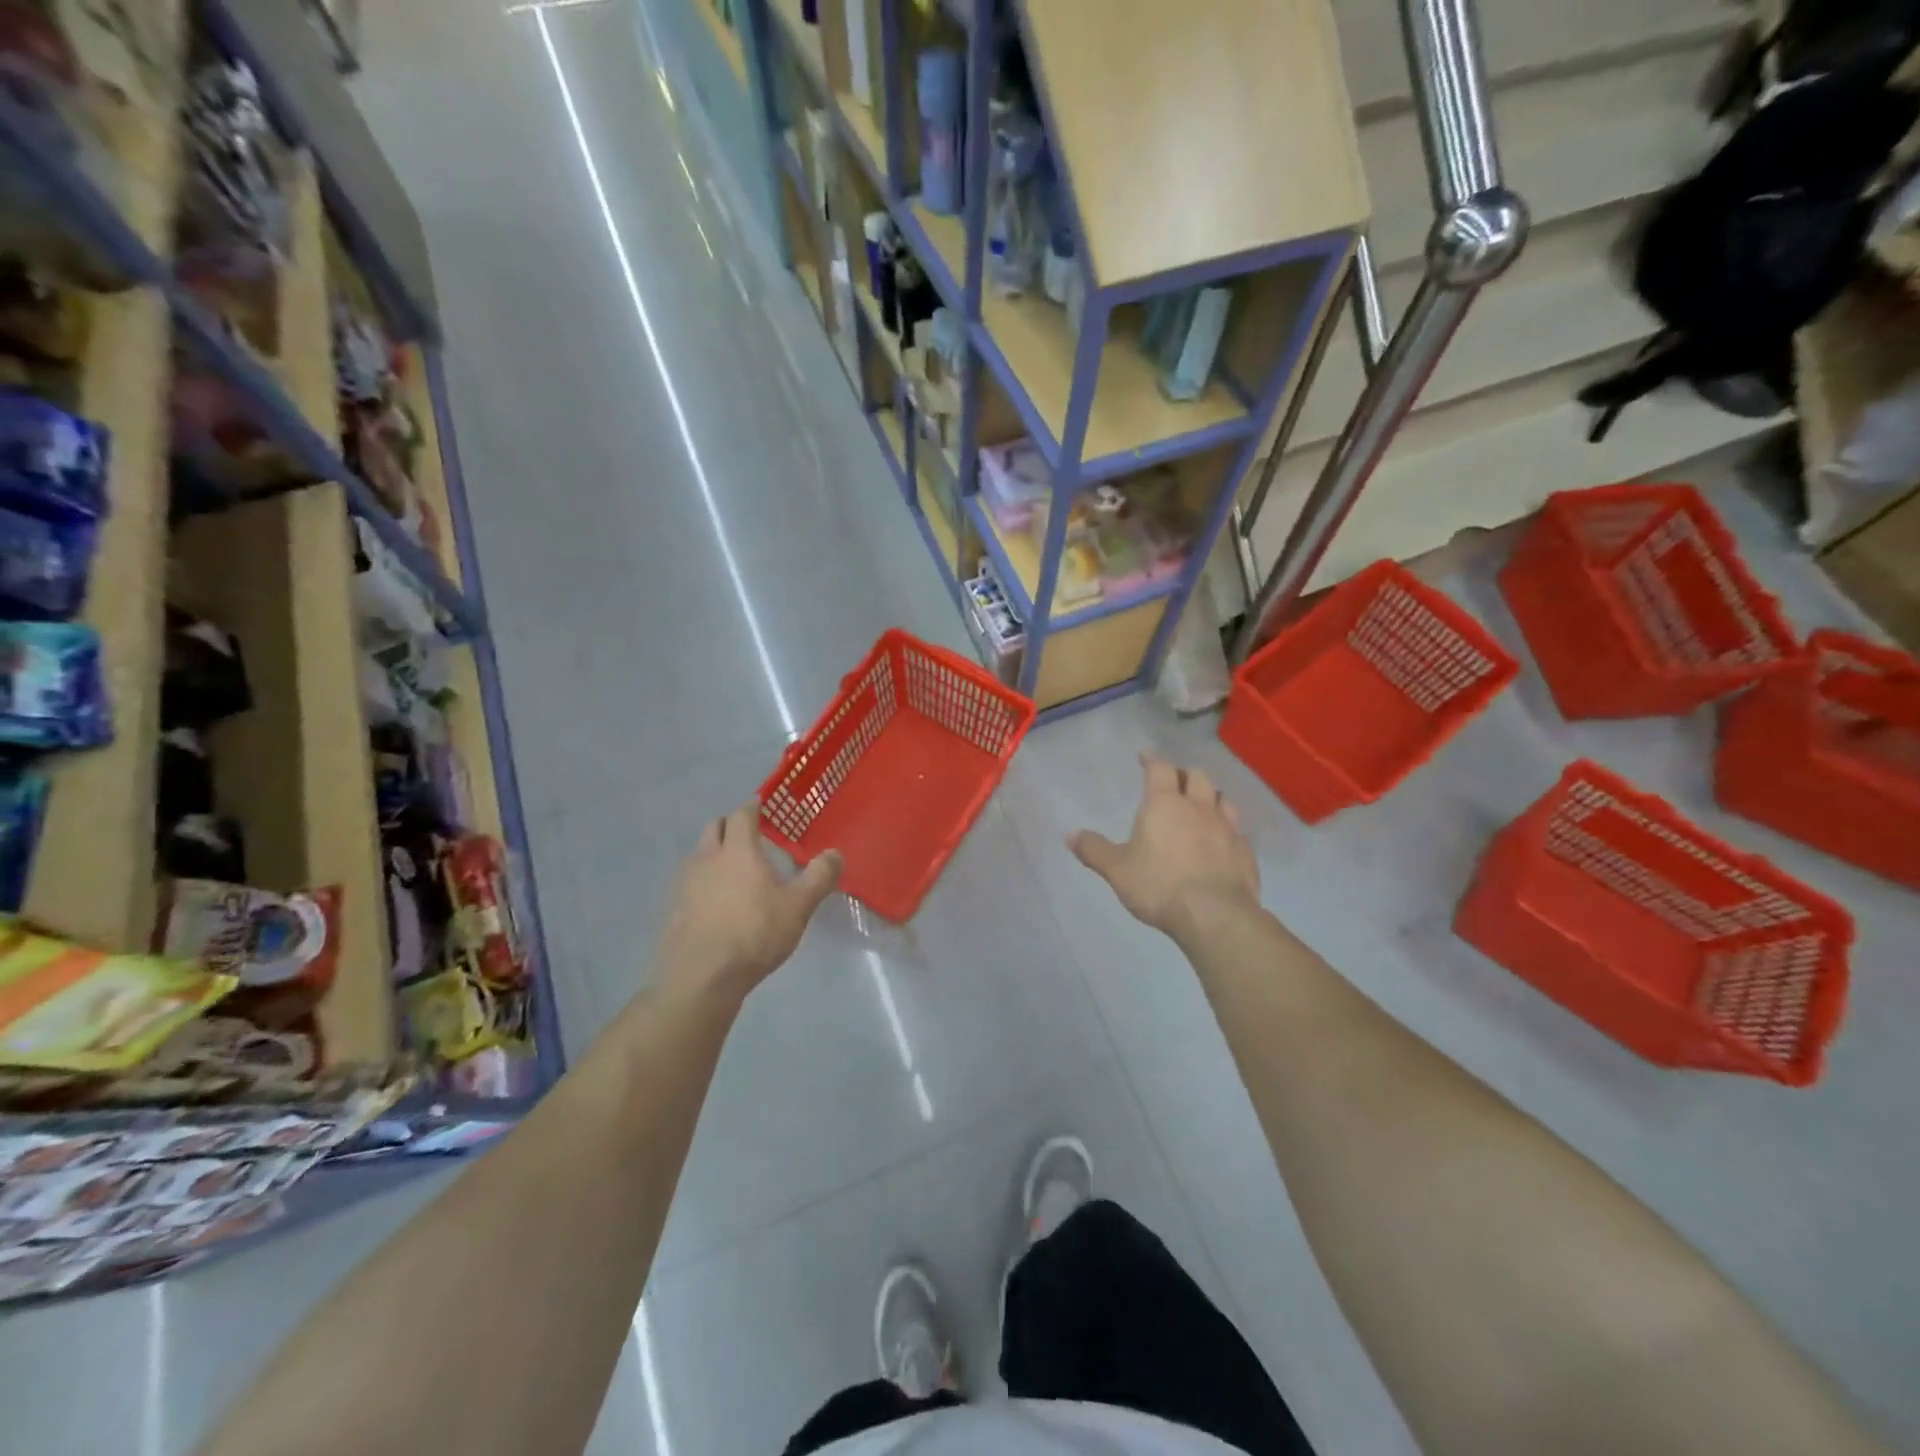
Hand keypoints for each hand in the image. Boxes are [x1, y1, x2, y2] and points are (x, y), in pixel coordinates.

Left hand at [659, 803, 842, 1001]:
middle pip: (713, 828)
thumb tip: (835, 853)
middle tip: (748, 835)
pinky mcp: (674, 909)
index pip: (741, 816)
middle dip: (729, 826)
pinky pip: (689, 883)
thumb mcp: (799, 906)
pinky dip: (703, 881)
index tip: (760, 805)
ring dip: (713, 853)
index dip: (752, 808)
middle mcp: (707, 858)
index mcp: (737, 850)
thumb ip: (819, 877)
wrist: (701, 976)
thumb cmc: (754, 933)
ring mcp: (685, 884)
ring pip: (698, 855)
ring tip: (733, 869)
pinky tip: (716, 902)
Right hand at [1070, 754, 1260, 939]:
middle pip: (1198, 776)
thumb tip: (1069, 834)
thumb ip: (1094, 850)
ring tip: (1202, 807)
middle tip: (1175, 782)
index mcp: (1164, 804)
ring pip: (1223, 800)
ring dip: (1211, 798)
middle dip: (1185, 775)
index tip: (1146, 756)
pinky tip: (1221, 844)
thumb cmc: (1159, 885)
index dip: (1152, 759)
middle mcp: (1199, 808)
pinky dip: (1228, 831)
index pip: (1160, 768)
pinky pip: (1238, 832)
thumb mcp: (1117, 870)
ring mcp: (1227, 828)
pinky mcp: (1246, 852)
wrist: (1215, 915)